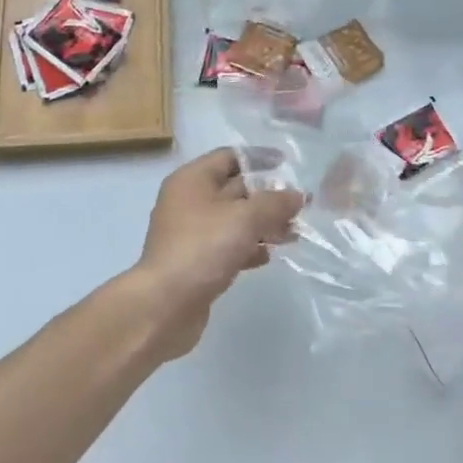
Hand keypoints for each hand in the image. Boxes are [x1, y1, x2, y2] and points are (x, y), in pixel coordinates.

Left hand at [130, 148, 303, 360]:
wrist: (164, 306)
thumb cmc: (203, 248)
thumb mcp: (245, 218)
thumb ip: (275, 203)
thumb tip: (297, 195)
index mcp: (192, 180)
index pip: (229, 156)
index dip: (259, 158)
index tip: (287, 164)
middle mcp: (189, 201)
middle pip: (234, 189)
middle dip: (267, 197)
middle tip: (299, 207)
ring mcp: (191, 233)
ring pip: (234, 220)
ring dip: (263, 225)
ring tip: (292, 234)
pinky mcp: (196, 262)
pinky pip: (228, 246)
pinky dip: (248, 247)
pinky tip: (267, 256)